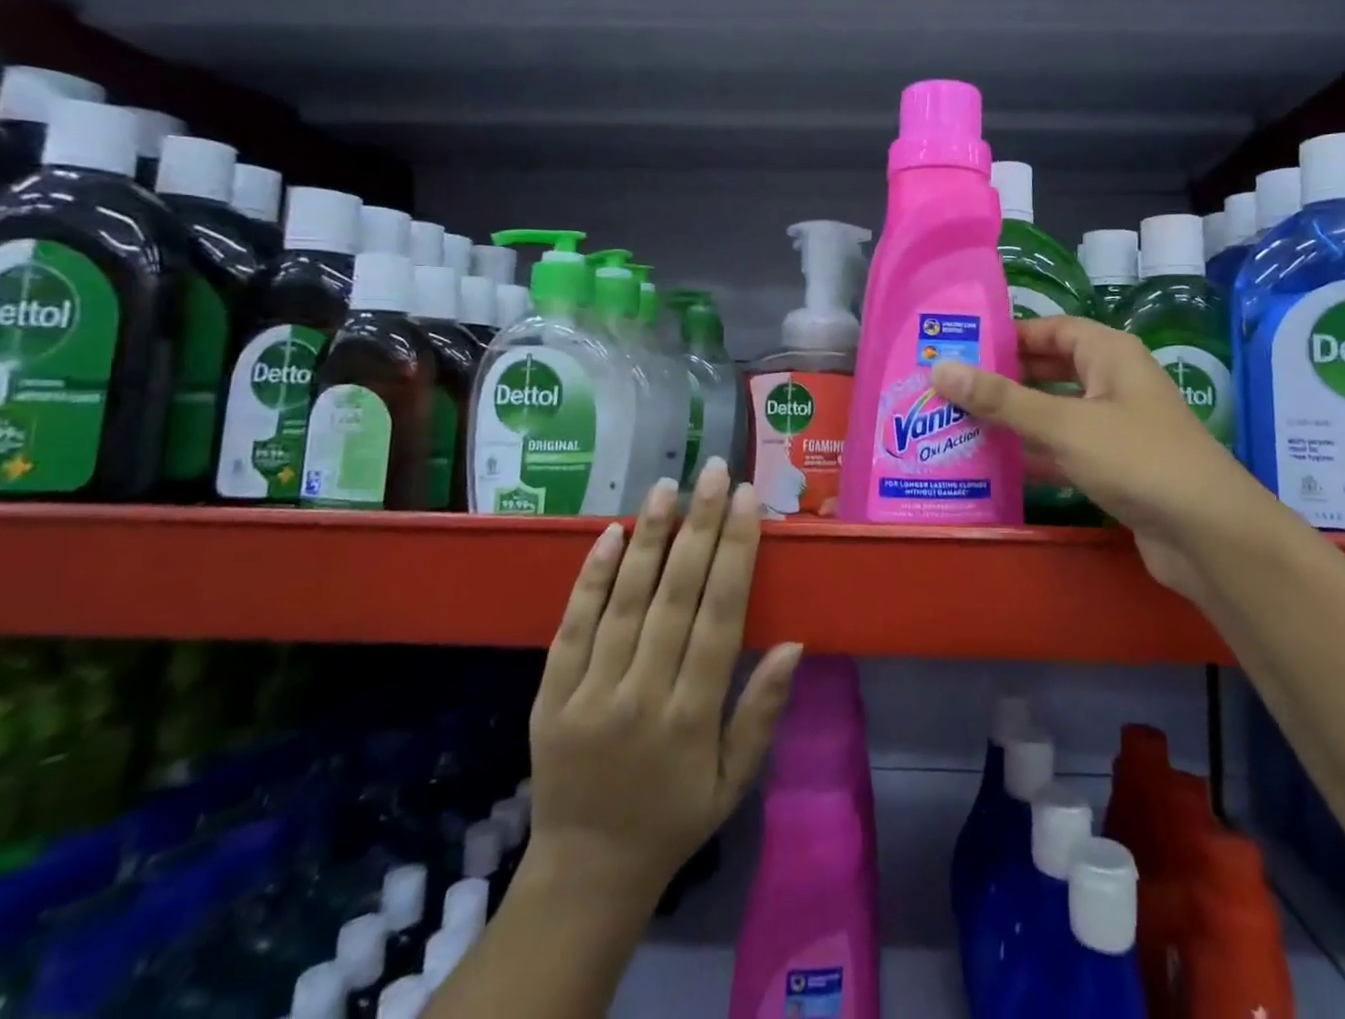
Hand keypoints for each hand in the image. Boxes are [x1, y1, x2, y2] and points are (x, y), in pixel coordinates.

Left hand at [522, 458, 804, 913]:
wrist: (585, 872)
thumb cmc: (674, 818)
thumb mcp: (734, 780)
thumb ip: (762, 710)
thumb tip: (794, 642)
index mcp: (692, 717)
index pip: (720, 615)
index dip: (736, 552)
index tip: (748, 501)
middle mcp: (641, 695)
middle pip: (675, 595)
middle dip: (700, 525)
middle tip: (715, 471)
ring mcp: (589, 694)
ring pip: (623, 600)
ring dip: (649, 537)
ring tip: (667, 486)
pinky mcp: (549, 696)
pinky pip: (571, 627)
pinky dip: (590, 578)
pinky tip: (609, 534)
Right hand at [931, 317, 1256, 598]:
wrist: (1209, 535)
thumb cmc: (1137, 459)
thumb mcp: (1064, 424)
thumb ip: (1001, 399)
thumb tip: (941, 369)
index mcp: (1109, 354)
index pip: (1051, 330)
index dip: (1007, 336)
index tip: (960, 348)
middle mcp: (1113, 382)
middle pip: (1049, 370)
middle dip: (1003, 379)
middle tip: (948, 388)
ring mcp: (1114, 427)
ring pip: (1054, 411)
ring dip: (1013, 418)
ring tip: (956, 422)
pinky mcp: (1113, 466)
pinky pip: (1063, 449)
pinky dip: (1032, 453)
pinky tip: (992, 463)